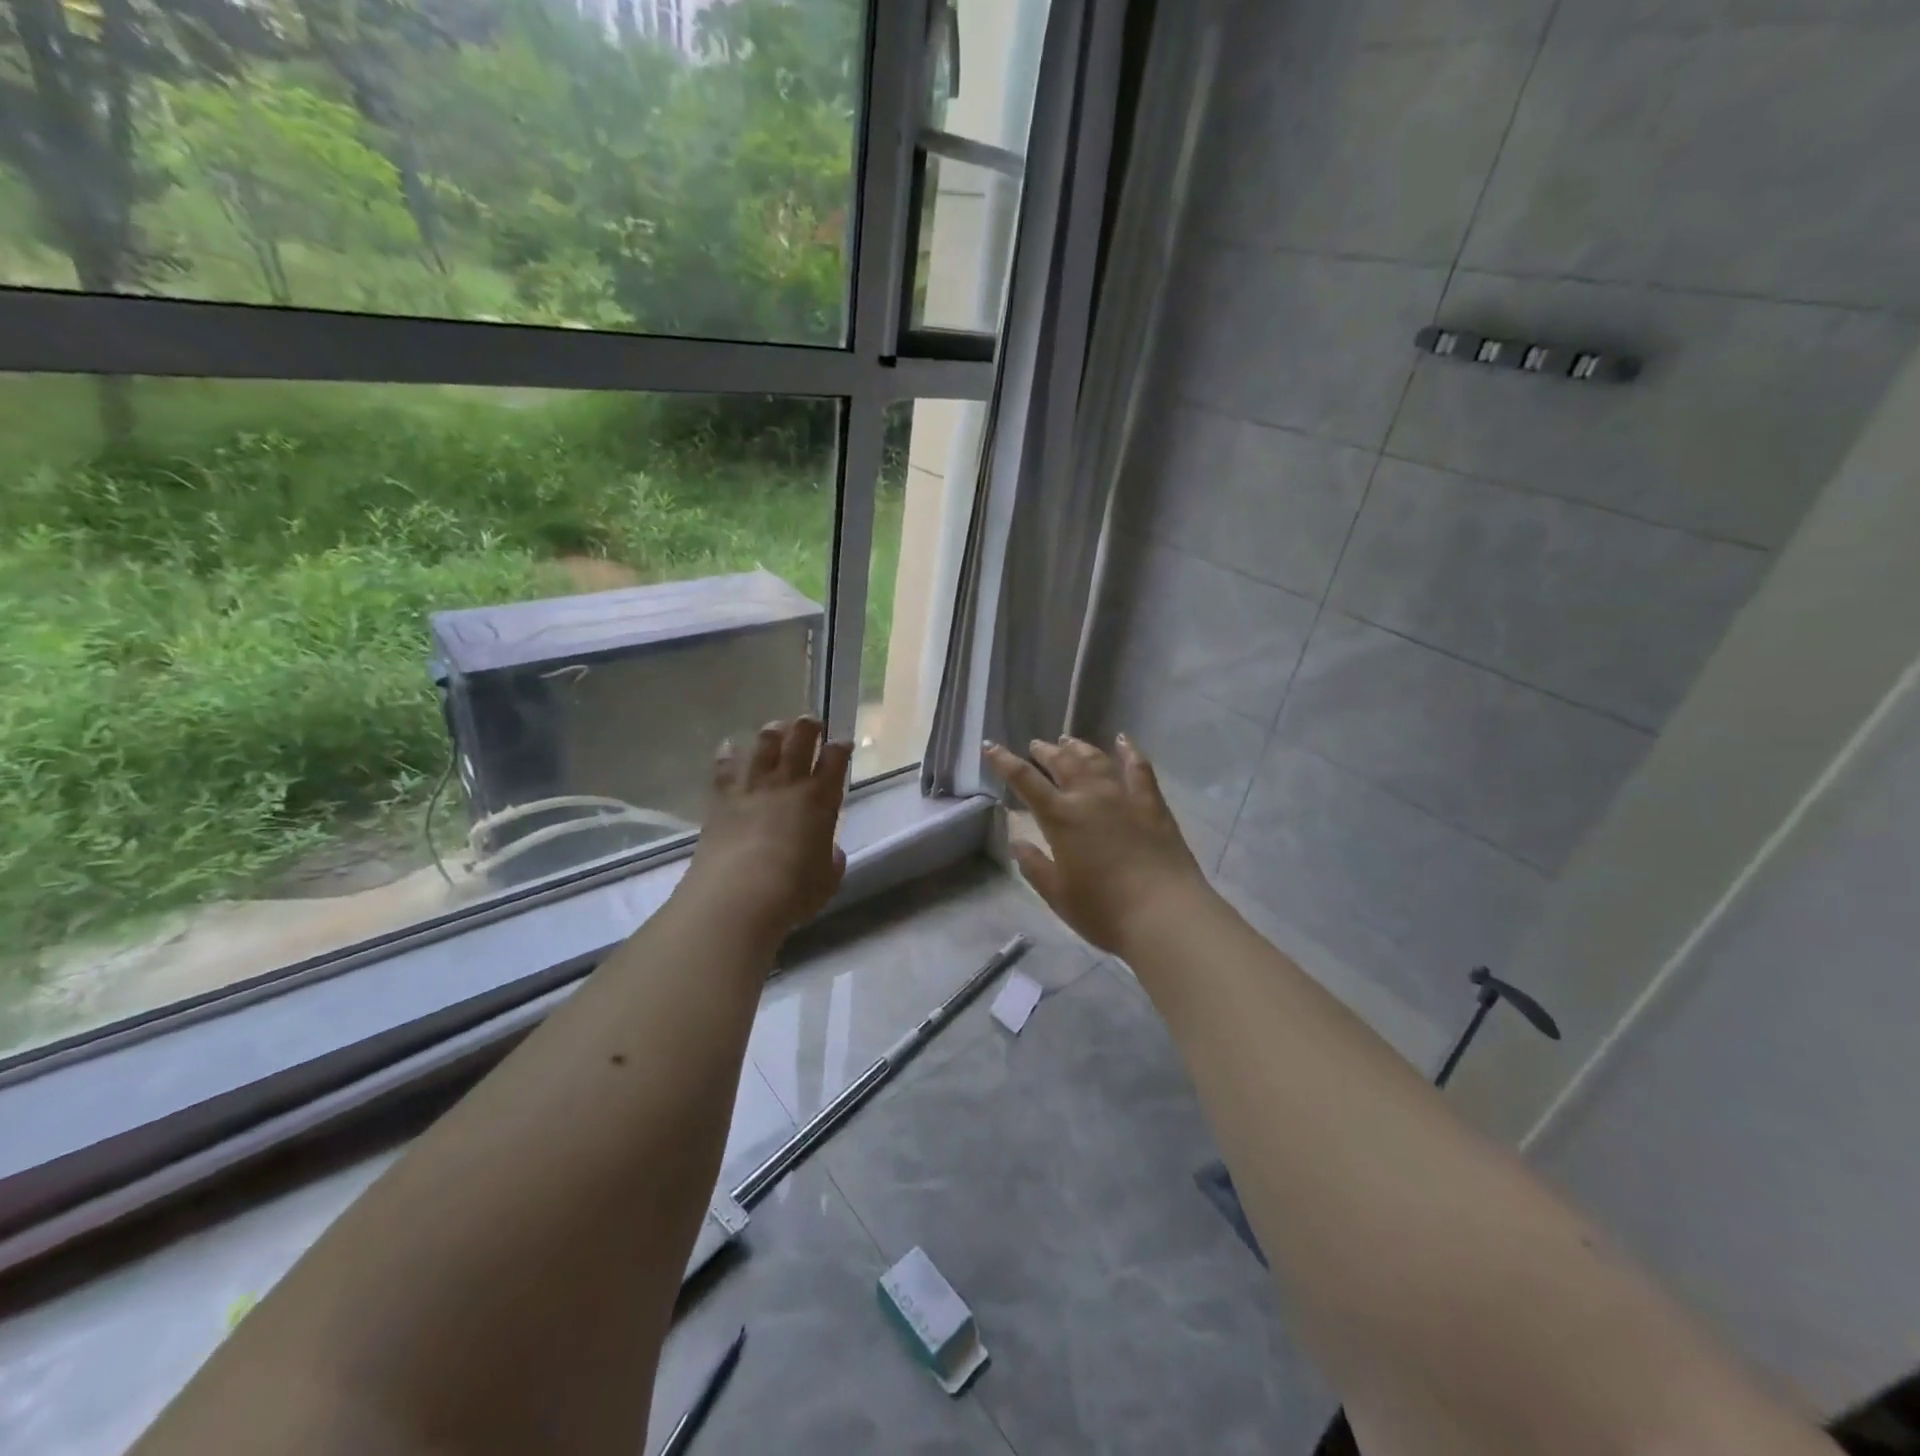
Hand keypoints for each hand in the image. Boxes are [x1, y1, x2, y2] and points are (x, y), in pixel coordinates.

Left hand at [688, 717, 850, 942]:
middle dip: (808, 726)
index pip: (835, 760)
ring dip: (773, 731)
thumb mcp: (827, 879)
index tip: (843, 743)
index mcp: (821, 799)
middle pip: (800, 739)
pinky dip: (728, 754)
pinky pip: (725, 767)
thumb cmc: (794, 890)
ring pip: (764, 744)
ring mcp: (753, 787)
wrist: (739, 895)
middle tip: (811, 722)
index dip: (840, 747)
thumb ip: (831, 859)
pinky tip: (729, 746)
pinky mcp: (722, 799)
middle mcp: (788, 784)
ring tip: (777, 727)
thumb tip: (829, 851)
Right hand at [985, 734, 1215, 955]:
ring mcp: (1124, 796)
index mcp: (1060, 817)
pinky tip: (1123, 740)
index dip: (1004, 761)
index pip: (1025, 780)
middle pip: (1062, 763)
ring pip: (1096, 759)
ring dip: (1079, 747)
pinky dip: (1129, 751)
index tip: (991, 747)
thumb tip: (1017, 842)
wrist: (1165, 915)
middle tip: (1035, 745)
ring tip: (1067, 740)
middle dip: (1045, 751)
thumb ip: (1034, 865)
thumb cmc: (1104, 911)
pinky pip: (1139, 768)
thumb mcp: (1058, 895)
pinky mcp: (1152, 804)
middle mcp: (1090, 797)